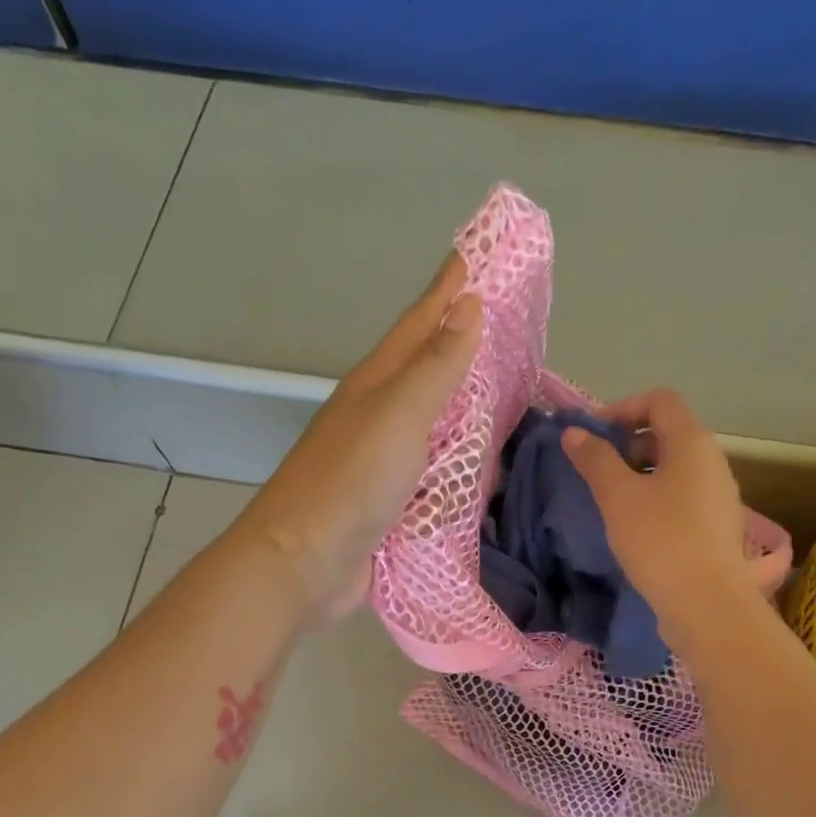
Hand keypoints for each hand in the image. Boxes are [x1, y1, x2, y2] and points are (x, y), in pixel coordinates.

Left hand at [235, 253, 481, 619]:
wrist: (304, 562)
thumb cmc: (351, 482)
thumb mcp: (398, 415)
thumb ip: (436, 366)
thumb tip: (468, 306)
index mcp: (378, 383)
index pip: (422, 322)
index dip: (450, 289)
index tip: (480, 254)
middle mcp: (380, 414)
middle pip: (429, 368)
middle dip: (465, 343)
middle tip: (512, 325)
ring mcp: (385, 460)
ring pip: (436, 421)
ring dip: (468, 406)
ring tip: (510, 392)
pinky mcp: (394, 501)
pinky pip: (438, 471)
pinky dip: (464, 463)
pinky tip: (487, 465)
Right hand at [561, 389, 753, 638]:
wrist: (706, 603)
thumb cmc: (660, 540)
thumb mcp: (618, 497)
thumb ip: (595, 459)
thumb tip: (574, 433)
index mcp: (692, 442)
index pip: (659, 400)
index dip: (622, 408)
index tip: (592, 437)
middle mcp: (712, 460)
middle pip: (667, 432)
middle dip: (628, 443)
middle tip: (597, 469)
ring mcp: (719, 494)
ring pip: (674, 467)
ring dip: (640, 473)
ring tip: (611, 500)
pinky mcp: (716, 525)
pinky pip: (682, 495)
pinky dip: (655, 497)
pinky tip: (635, 526)